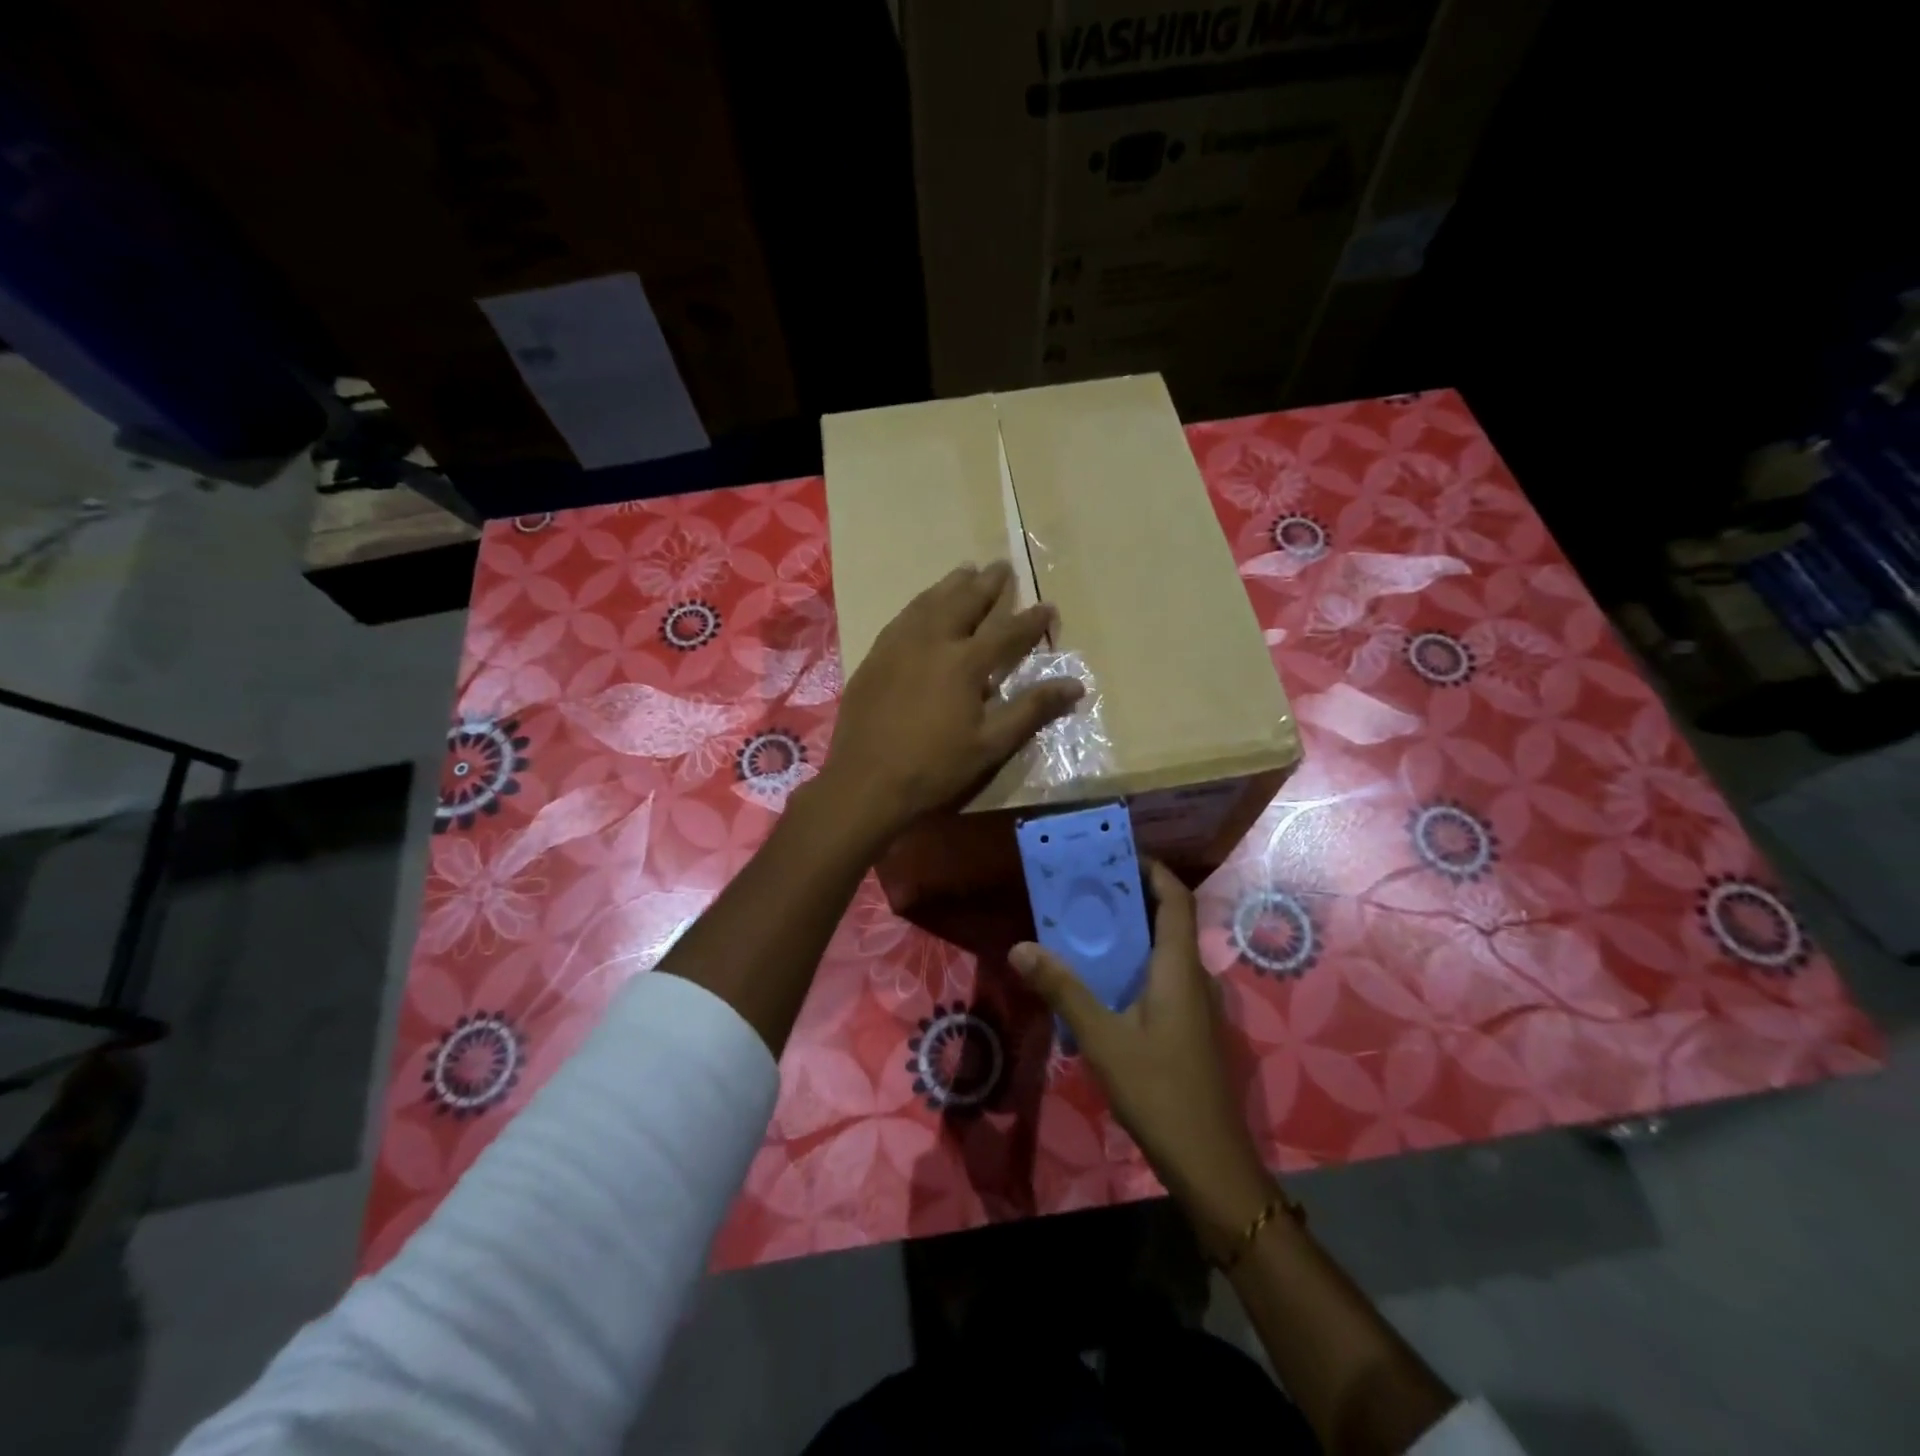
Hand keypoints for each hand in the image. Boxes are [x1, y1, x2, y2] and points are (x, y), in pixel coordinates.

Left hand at [821, 561, 1084, 843]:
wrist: (865, 782)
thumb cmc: (934, 768)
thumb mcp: (990, 745)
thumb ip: (1031, 710)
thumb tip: (1076, 684)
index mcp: (964, 663)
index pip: (1007, 631)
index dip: (1032, 620)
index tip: (1048, 607)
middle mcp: (931, 642)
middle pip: (964, 602)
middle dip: (987, 584)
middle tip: (1001, 566)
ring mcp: (897, 645)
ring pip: (929, 602)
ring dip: (951, 585)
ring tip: (965, 570)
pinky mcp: (874, 657)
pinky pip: (902, 617)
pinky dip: (920, 603)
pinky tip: (922, 605)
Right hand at [1010, 862, 1273, 1254]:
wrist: (1209, 1163)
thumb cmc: (1159, 1090)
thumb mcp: (1103, 1038)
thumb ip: (1063, 989)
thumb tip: (1021, 946)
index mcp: (1179, 968)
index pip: (1175, 900)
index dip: (1153, 870)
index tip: (1117, 854)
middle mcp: (1192, 978)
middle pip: (1168, 921)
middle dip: (1131, 898)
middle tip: (1085, 888)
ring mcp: (1194, 1006)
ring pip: (1162, 953)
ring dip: (1130, 934)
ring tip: (1085, 926)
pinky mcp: (1187, 1030)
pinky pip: (1160, 979)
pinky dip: (1132, 965)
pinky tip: (1100, 983)